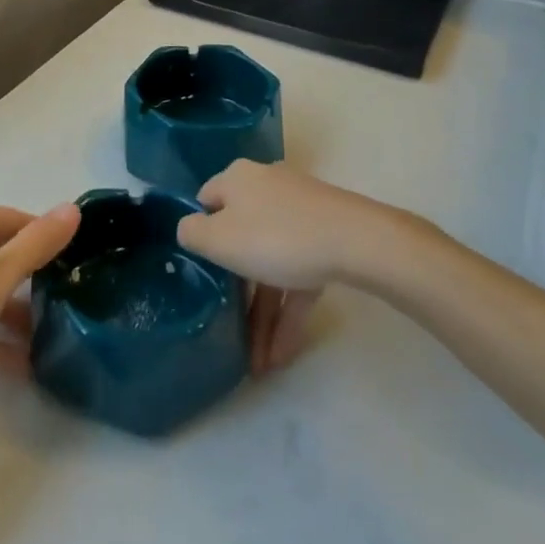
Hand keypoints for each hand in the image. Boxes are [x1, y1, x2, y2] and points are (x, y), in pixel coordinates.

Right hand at [177, 162, 397, 374]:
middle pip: (241, 237)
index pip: (207, 202)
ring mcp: (299, 212)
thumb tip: (190, 228)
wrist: (354, 241)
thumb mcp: (219, 239)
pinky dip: (289, 310)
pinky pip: (298, 274)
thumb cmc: (276, 237)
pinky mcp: (324, 236)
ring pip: (271, 263)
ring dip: (263, 312)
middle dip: (236, 290)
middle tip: (229, 329)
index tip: (198, 271)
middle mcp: (266, 187)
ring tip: (258, 363)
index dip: (200, 235)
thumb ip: (193, 234)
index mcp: (237, 180)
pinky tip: (281, 355)